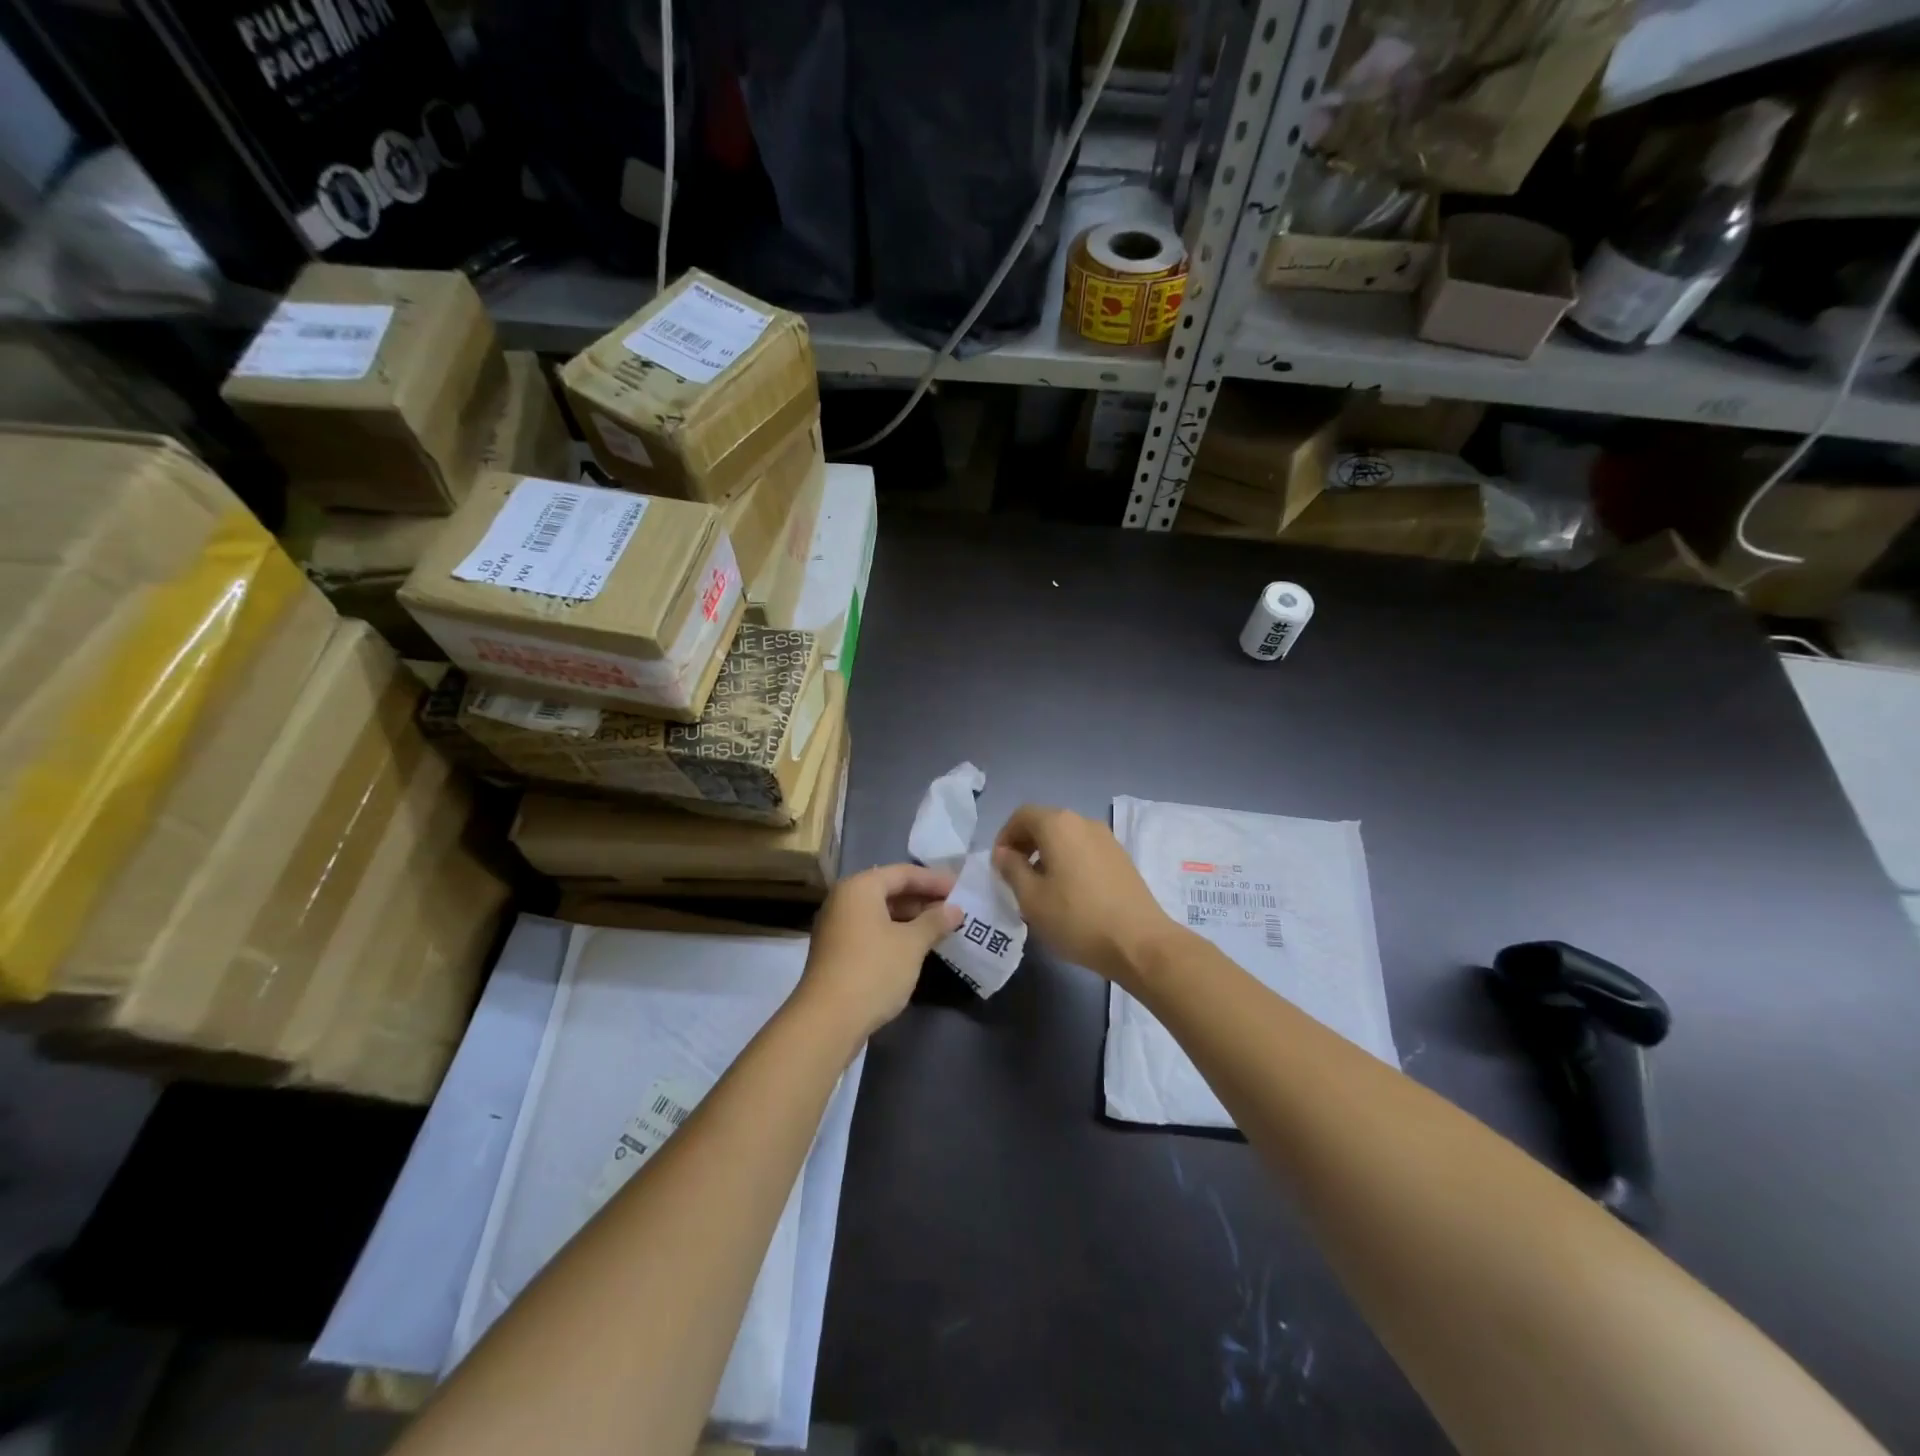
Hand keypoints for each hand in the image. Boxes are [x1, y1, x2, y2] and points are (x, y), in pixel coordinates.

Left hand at [800, 864, 961, 1038]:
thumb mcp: (911, 944)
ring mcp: (837, 926)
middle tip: (954, 909)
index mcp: (860, 887)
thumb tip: (955, 909)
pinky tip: (916, 947)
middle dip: (923, 899)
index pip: (903, 873)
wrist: (827, 1020)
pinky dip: (895, 933)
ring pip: (880, 912)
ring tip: (941, 928)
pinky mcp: (837, 951)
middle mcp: (844, 899)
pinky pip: (872, 930)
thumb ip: (935, 922)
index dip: (934, 880)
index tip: (961, 889)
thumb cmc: (873, 970)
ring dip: (910, 918)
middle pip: (890, 890)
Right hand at [992, 805, 1178, 984]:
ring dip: (1047, 855)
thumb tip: (1004, 853)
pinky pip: (1085, 850)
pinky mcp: (1121, 858)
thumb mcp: (1031, 898)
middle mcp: (1083, 822)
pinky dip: (1069, 862)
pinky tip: (1069, 894)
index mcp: (1058, 824)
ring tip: (1041, 889)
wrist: (1139, 943)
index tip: (999, 866)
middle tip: (1015, 877)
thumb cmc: (1077, 918)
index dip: (1005, 836)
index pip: (1021, 815)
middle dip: (1025, 845)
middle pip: (1045, 823)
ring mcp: (1107, 839)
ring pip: (1066, 838)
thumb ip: (1012, 869)